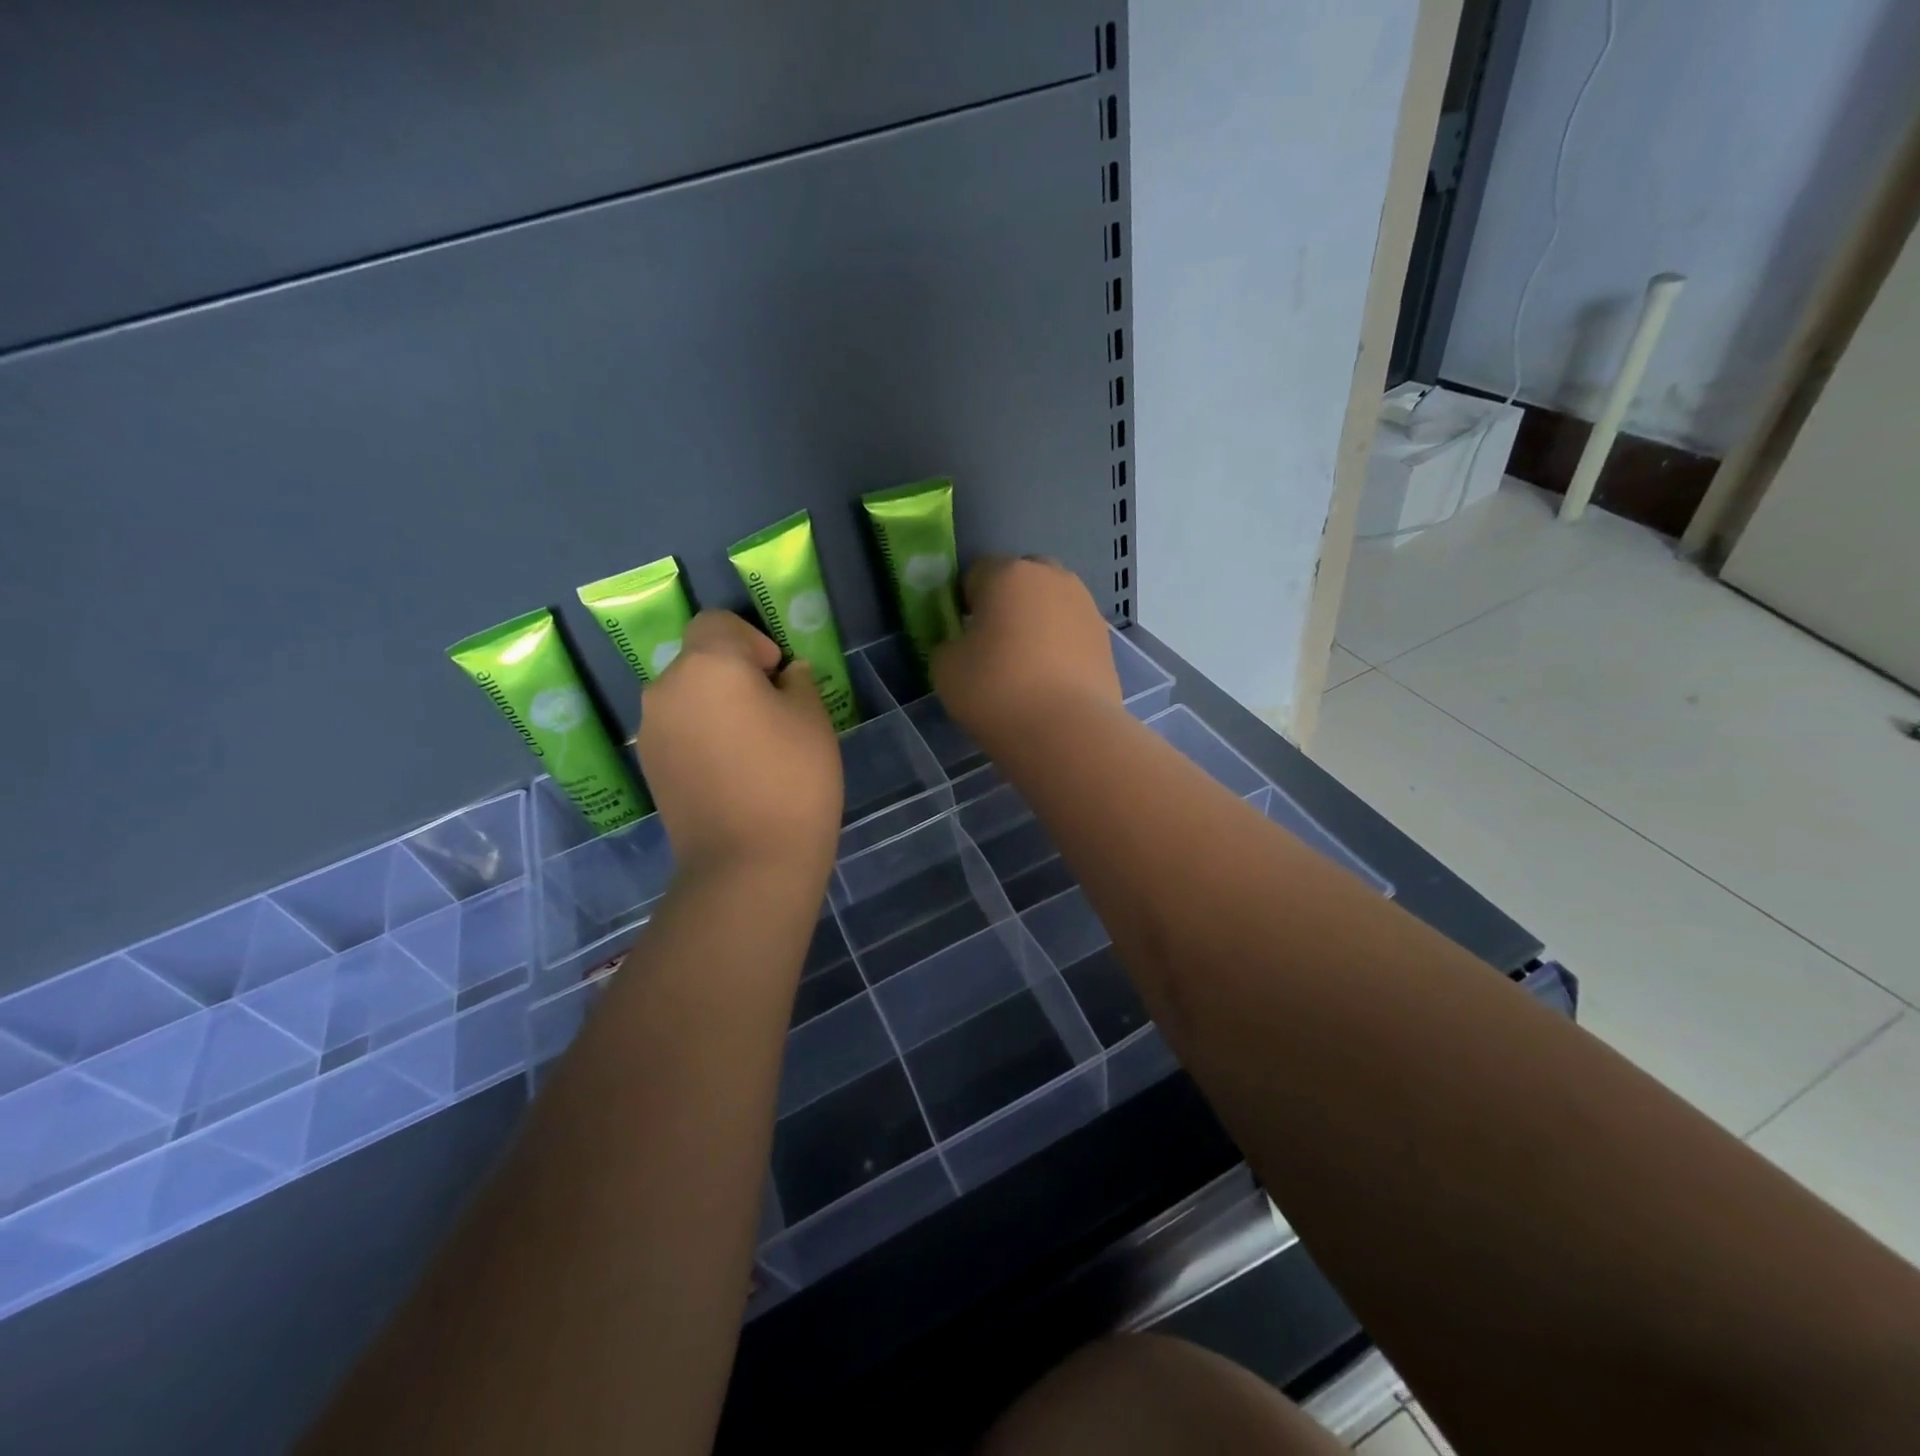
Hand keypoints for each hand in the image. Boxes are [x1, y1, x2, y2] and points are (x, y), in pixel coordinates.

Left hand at [638, 611, 843, 879]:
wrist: (748, 863)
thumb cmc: (792, 779)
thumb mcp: (812, 719)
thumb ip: (797, 682)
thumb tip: (785, 675)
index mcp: (708, 665)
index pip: (717, 622)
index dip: (751, 640)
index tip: (777, 676)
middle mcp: (667, 688)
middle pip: (699, 660)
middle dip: (733, 675)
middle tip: (771, 713)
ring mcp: (651, 731)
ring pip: (687, 698)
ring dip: (715, 706)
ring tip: (752, 747)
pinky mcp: (649, 767)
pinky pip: (678, 731)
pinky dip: (701, 736)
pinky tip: (731, 772)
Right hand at [932, 556, 1121, 745]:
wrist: (1067, 732)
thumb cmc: (997, 691)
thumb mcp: (945, 668)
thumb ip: (949, 644)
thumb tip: (964, 644)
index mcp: (1009, 574)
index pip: (976, 573)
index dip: (964, 602)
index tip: (961, 635)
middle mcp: (1052, 578)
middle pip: (1020, 581)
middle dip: (1006, 605)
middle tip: (993, 647)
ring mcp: (1086, 607)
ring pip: (1051, 606)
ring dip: (1036, 625)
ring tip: (1025, 668)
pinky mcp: (1106, 640)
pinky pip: (1071, 633)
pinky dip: (1059, 648)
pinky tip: (1050, 682)